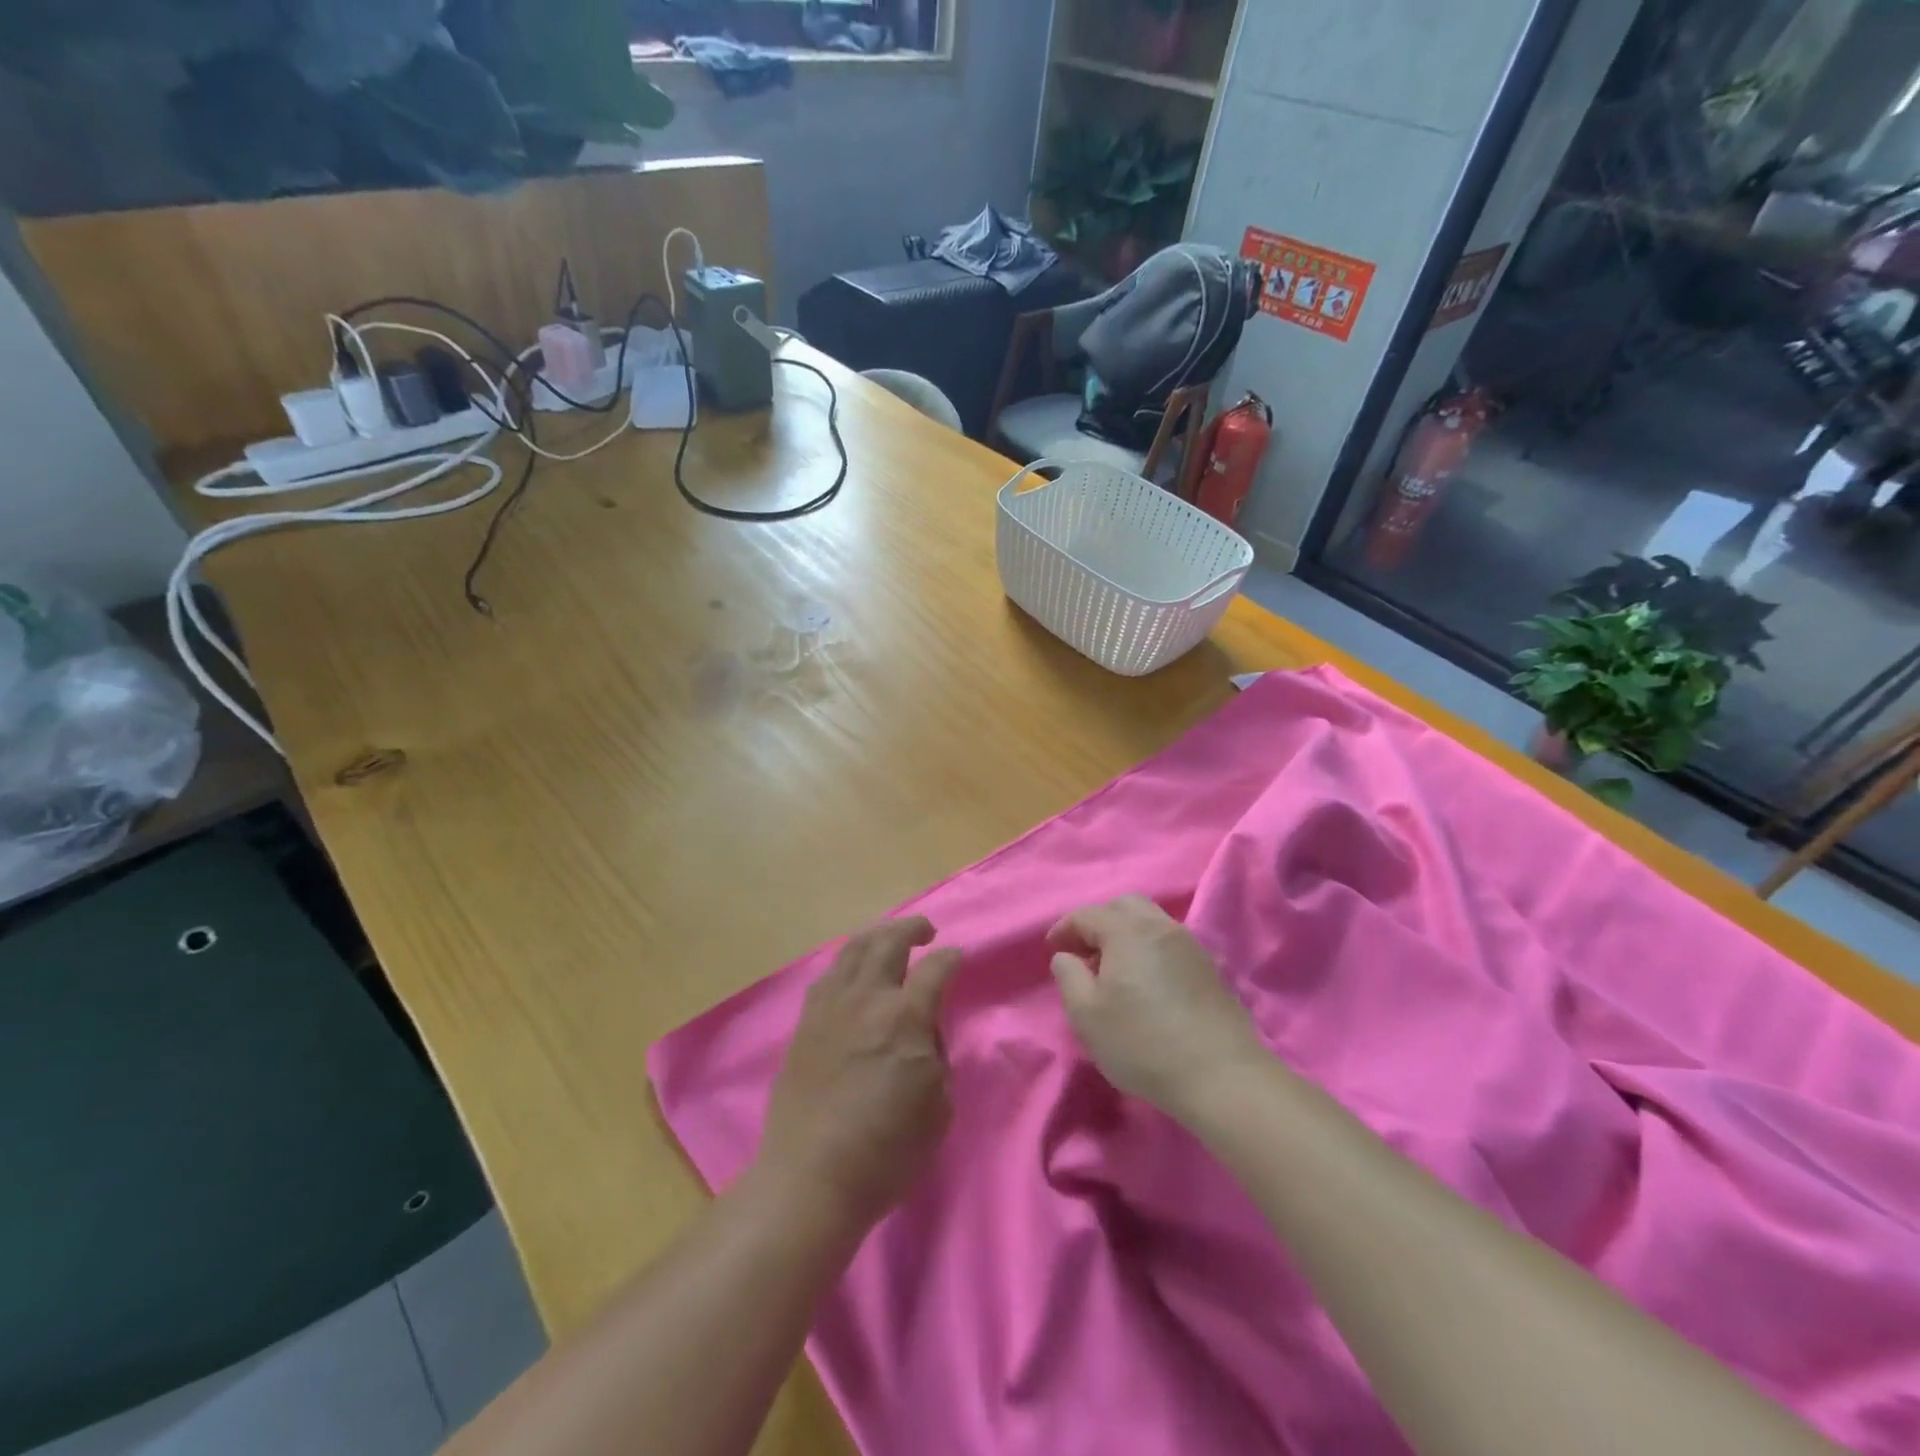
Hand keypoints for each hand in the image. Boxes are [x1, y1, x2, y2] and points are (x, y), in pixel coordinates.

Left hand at [756, 917, 959, 1233]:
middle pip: (889, 940)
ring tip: (889, 940)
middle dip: (912, 927)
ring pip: (854, 948)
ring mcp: (831, 1006)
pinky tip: (854, 971)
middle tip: (926, 932)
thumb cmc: (886, 1152)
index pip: (935, 967)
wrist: (810, 1178)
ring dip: (878, 935)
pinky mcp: (806, 1021)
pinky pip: (829, 973)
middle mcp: (867, 998)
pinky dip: (849, 961)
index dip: (952, 957)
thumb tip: (924, 1030)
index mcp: (906, 1018)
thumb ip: (936, 1056)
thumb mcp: (938, 1108)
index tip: (958, 957)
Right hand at [1049, 896, 1266, 1120]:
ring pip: (1150, 921)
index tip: (1053, 949)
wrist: (1221, 1075)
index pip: (1087, 915)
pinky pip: (1169, 941)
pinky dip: (1149, 948)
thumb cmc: (1143, 1043)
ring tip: (1113, 968)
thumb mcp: (1086, 1015)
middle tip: (1084, 952)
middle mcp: (1160, 926)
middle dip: (1098, 922)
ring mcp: (1189, 945)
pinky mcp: (1209, 967)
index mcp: (1127, 931)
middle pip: (1123, 906)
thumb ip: (1068, 976)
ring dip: (1126, 933)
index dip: (1064, 928)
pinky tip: (1145, 981)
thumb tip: (1067, 956)